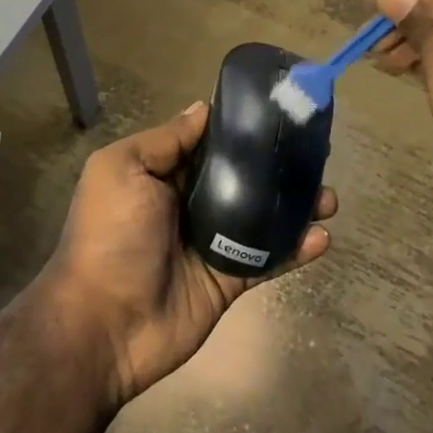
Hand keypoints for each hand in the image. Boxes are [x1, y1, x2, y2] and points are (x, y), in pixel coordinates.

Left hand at [38, 102, 334, 407]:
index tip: (279, 113)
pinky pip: (267, 259)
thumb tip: (203, 108)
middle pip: (242, 178)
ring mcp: (211, 244)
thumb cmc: (110, 235)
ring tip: (328, 197)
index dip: (241, 129)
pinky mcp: (228, 280)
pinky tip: (322, 237)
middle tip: (316, 154)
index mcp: (161, 175)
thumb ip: (165, 140)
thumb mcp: (123, 170)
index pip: (208, 144)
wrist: (104, 324)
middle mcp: (188, 204)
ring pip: (261, 217)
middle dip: (276, 166)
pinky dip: (296, 249)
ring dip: (296, 206)